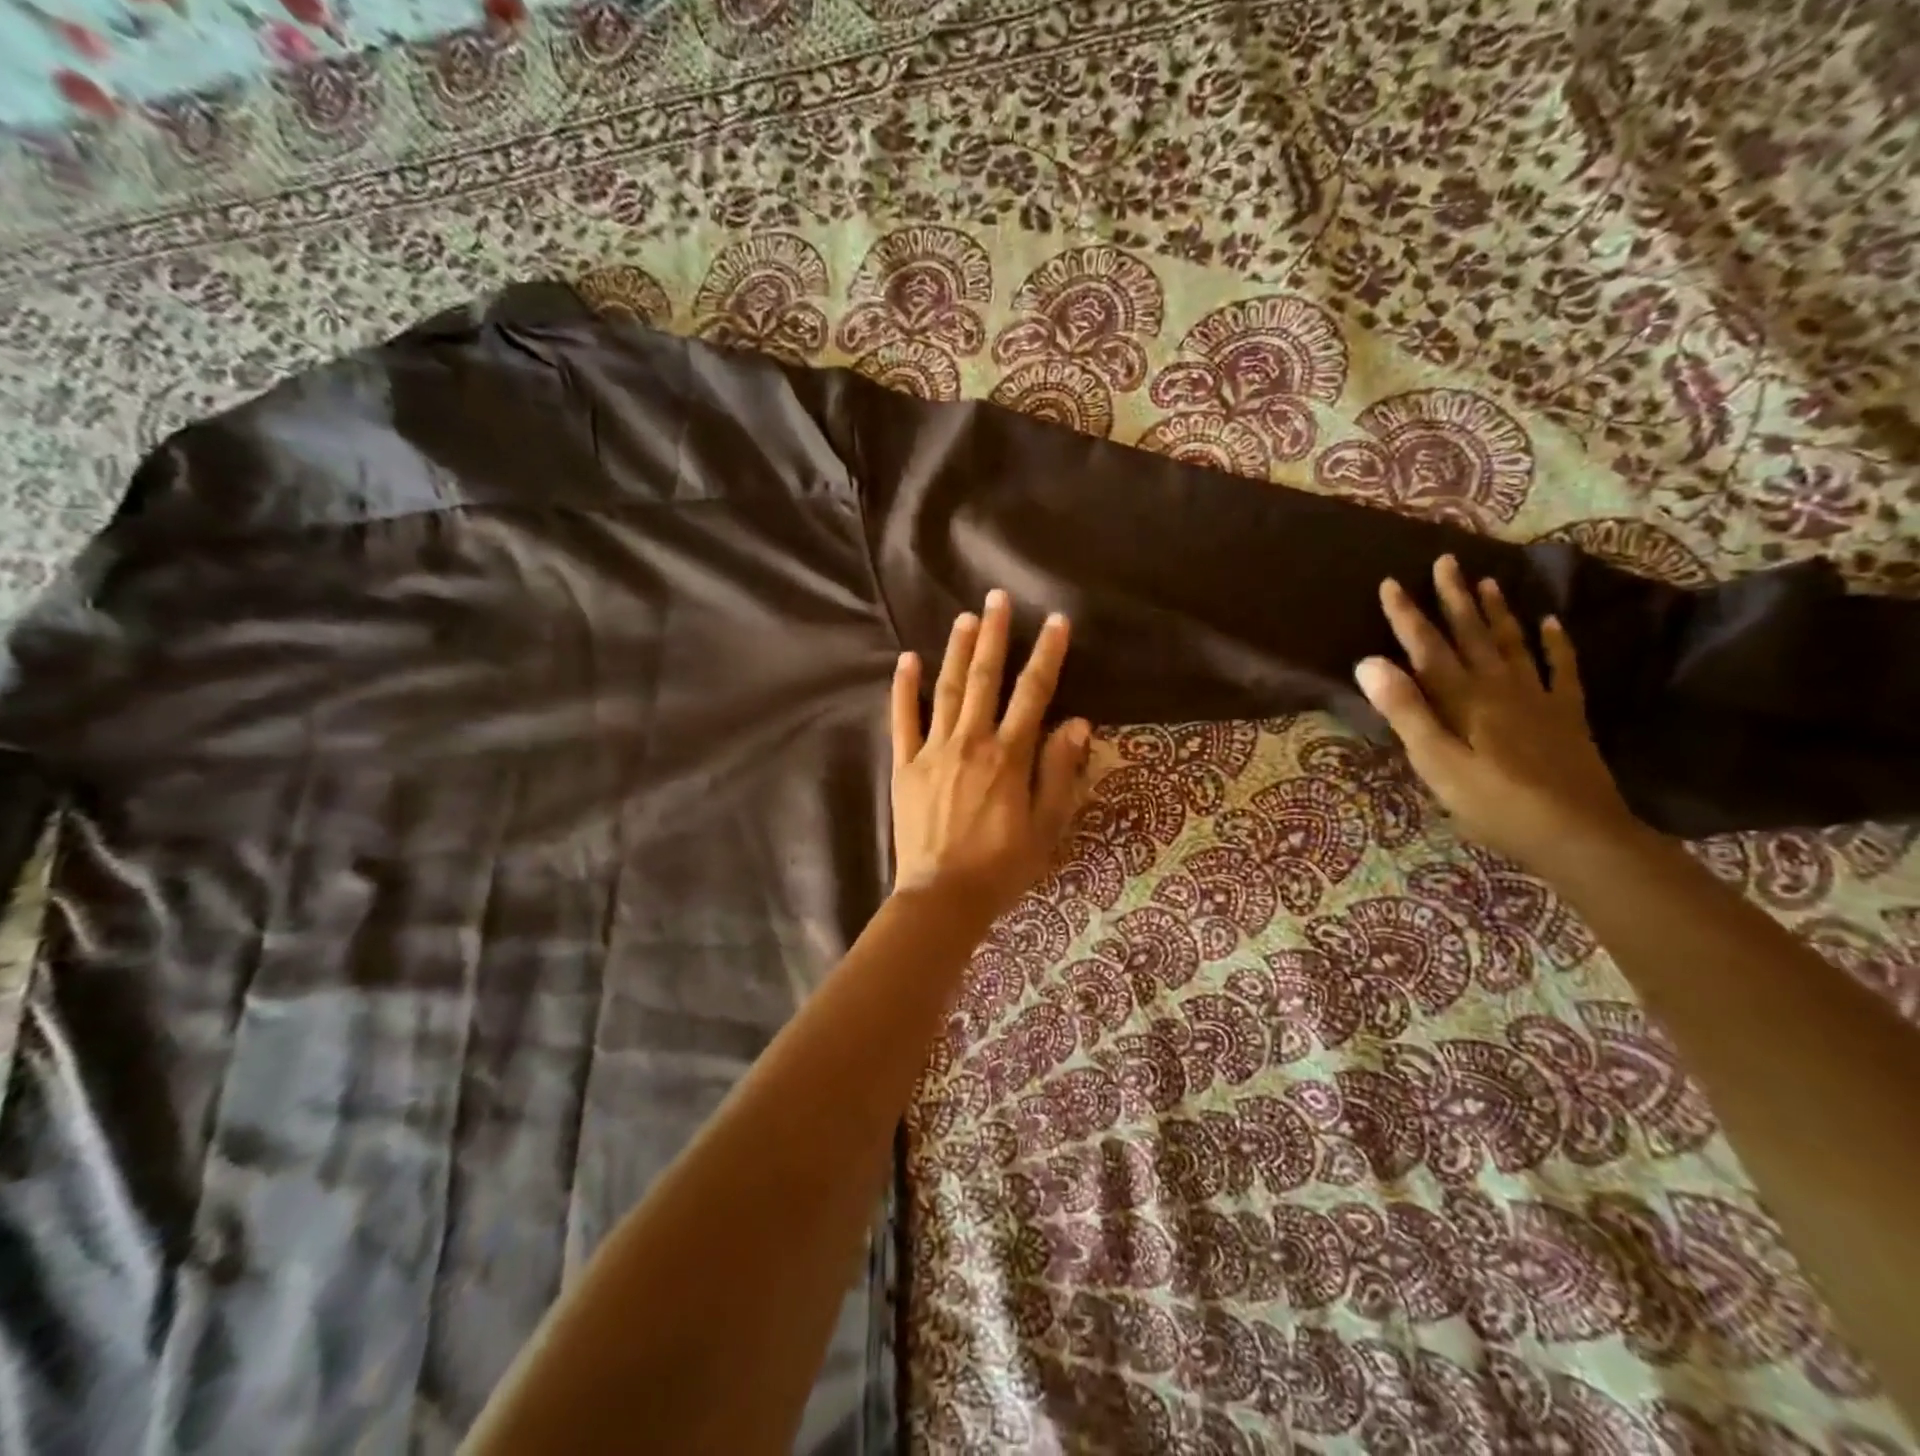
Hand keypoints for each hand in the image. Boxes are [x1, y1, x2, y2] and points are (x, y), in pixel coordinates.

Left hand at [890, 590, 1091, 919]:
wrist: (944, 897)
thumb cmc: (1002, 866)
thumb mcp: (1047, 826)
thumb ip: (1060, 772)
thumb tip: (1076, 722)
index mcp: (1009, 755)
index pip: (1034, 693)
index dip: (1047, 655)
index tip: (1055, 621)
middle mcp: (971, 742)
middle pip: (984, 678)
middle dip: (993, 635)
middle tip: (996, 598)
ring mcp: (933, 751)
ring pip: (945, 690)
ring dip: (955, 650)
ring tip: (964, 618)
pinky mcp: (905, 766)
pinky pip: (902, 719)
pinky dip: (904, 689)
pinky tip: (906, 659)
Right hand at [1354, 555, 1641, 873]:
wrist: (1578, 835)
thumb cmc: (1493, 804)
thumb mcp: (1435, 762)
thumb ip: (1404, 711)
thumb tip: (1369, 662)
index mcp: (1463, 700)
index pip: (1427, 648)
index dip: (1407, 616)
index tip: (1390, 582)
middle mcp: (1499, 688)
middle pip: (1471, 635)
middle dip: (1453, 598)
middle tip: (1446, 560)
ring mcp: (1538, 699)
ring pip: (1513, 644)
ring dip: (1497, 612)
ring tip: (1487, 581)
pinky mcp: (1566, 717)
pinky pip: (1562, 670)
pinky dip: (1556, 644)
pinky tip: (1551, 623)